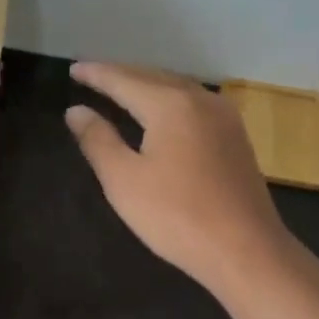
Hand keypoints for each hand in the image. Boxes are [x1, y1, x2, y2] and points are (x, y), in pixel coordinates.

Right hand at [66, 61, 318, 301]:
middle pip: (153, 77)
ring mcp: (224, 118)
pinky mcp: (235, 137)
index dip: (96, 74)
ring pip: (177, 88)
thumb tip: (76, 110)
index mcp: (171, 105)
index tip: (72, 68)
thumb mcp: (123, 180)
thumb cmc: (176, 216)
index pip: (124, 80)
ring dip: (146, 85)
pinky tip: (161, 112)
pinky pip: (193, 104)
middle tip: (92, 75)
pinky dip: (168, 100)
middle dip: (121, 75)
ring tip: (121, 89)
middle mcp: (201, 100)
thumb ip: (97, 140)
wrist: (245, 250)